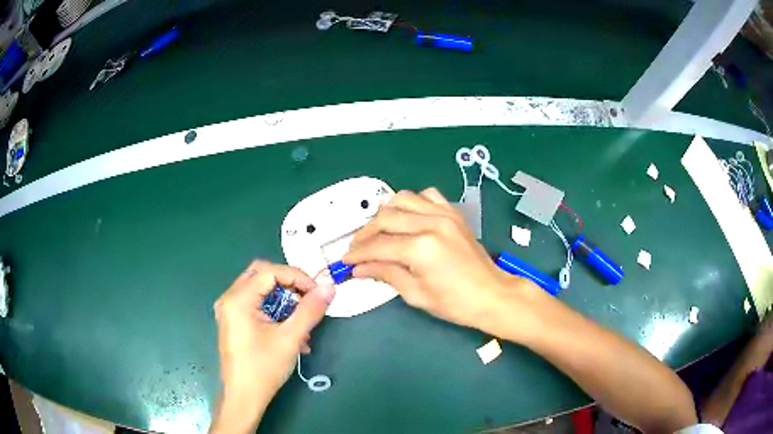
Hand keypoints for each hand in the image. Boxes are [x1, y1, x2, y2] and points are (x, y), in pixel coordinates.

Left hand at [210, 261, 334, 432]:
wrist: (243, 397)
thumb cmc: (263, 368)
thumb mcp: (290, 339)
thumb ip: (310, 311)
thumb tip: (329, 288)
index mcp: (238, 299)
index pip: (270, 272)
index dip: (297, 277)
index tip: (318, 293)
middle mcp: (229, 299)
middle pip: (262, 275)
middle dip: (289, 284)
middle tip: (308, 299)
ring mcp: (229, 310)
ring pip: (260, 290)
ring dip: (284, 300)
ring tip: (303, 321)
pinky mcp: (234, 322)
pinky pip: (256, 305)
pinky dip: (275, 311)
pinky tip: (292, 333)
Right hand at [343, 188, 542, 336]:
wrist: (492, 295)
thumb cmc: (455, 303)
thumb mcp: (416, 293)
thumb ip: (386, 274)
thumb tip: (360, 268)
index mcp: (421, 248)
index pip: (378, 245)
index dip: (358, 253)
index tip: (346, 260)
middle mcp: (431, 223)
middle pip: (385, 218)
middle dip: (366, 233)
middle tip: (357, 248)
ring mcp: (444, 214)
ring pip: (402, 198)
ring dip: (385, 213)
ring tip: (378, 230)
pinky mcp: (453, 213)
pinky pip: (427, 196)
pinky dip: (412, 203)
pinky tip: (407, 217)